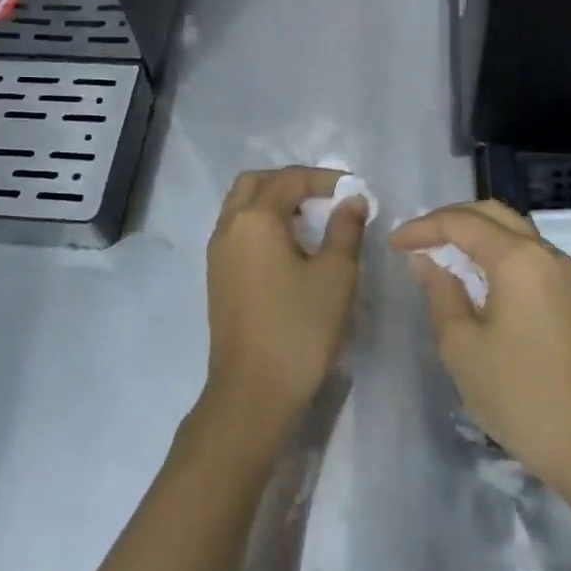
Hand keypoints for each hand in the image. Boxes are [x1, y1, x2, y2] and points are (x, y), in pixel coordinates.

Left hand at [200, 166, 368, 446]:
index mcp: (255, 219)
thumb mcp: (335, 275)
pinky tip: (289, 250)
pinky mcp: (217, 278)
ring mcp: (217, 254)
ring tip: (310, 222)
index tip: (353, 189)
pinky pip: (237, 232)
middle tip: (323, 197)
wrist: (253, 391)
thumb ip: (345, 229)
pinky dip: (261, 225)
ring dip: (273, 203)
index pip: (289, 179)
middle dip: (289, 182)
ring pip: (241, 207)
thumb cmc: (299, 328)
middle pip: (254, 183)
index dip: (323, 178)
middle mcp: (228, 228)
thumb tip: (352, 199)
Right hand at [390, 200, 570, 485]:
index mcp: (518, 259)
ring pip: (512, 230)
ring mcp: (562, 274)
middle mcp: (544, 253)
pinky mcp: (568, 295)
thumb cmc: (517, 394)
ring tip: (438, 252)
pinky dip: (494, 251)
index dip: (423, 227)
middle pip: (492, 213)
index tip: (392, 244)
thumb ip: (440, 292)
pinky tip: (473, 275)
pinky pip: (526, 253)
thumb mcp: (462, 345)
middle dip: (449, 219)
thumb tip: (425, 260)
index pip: (462, 223)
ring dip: (474, 232)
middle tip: (415, 239)